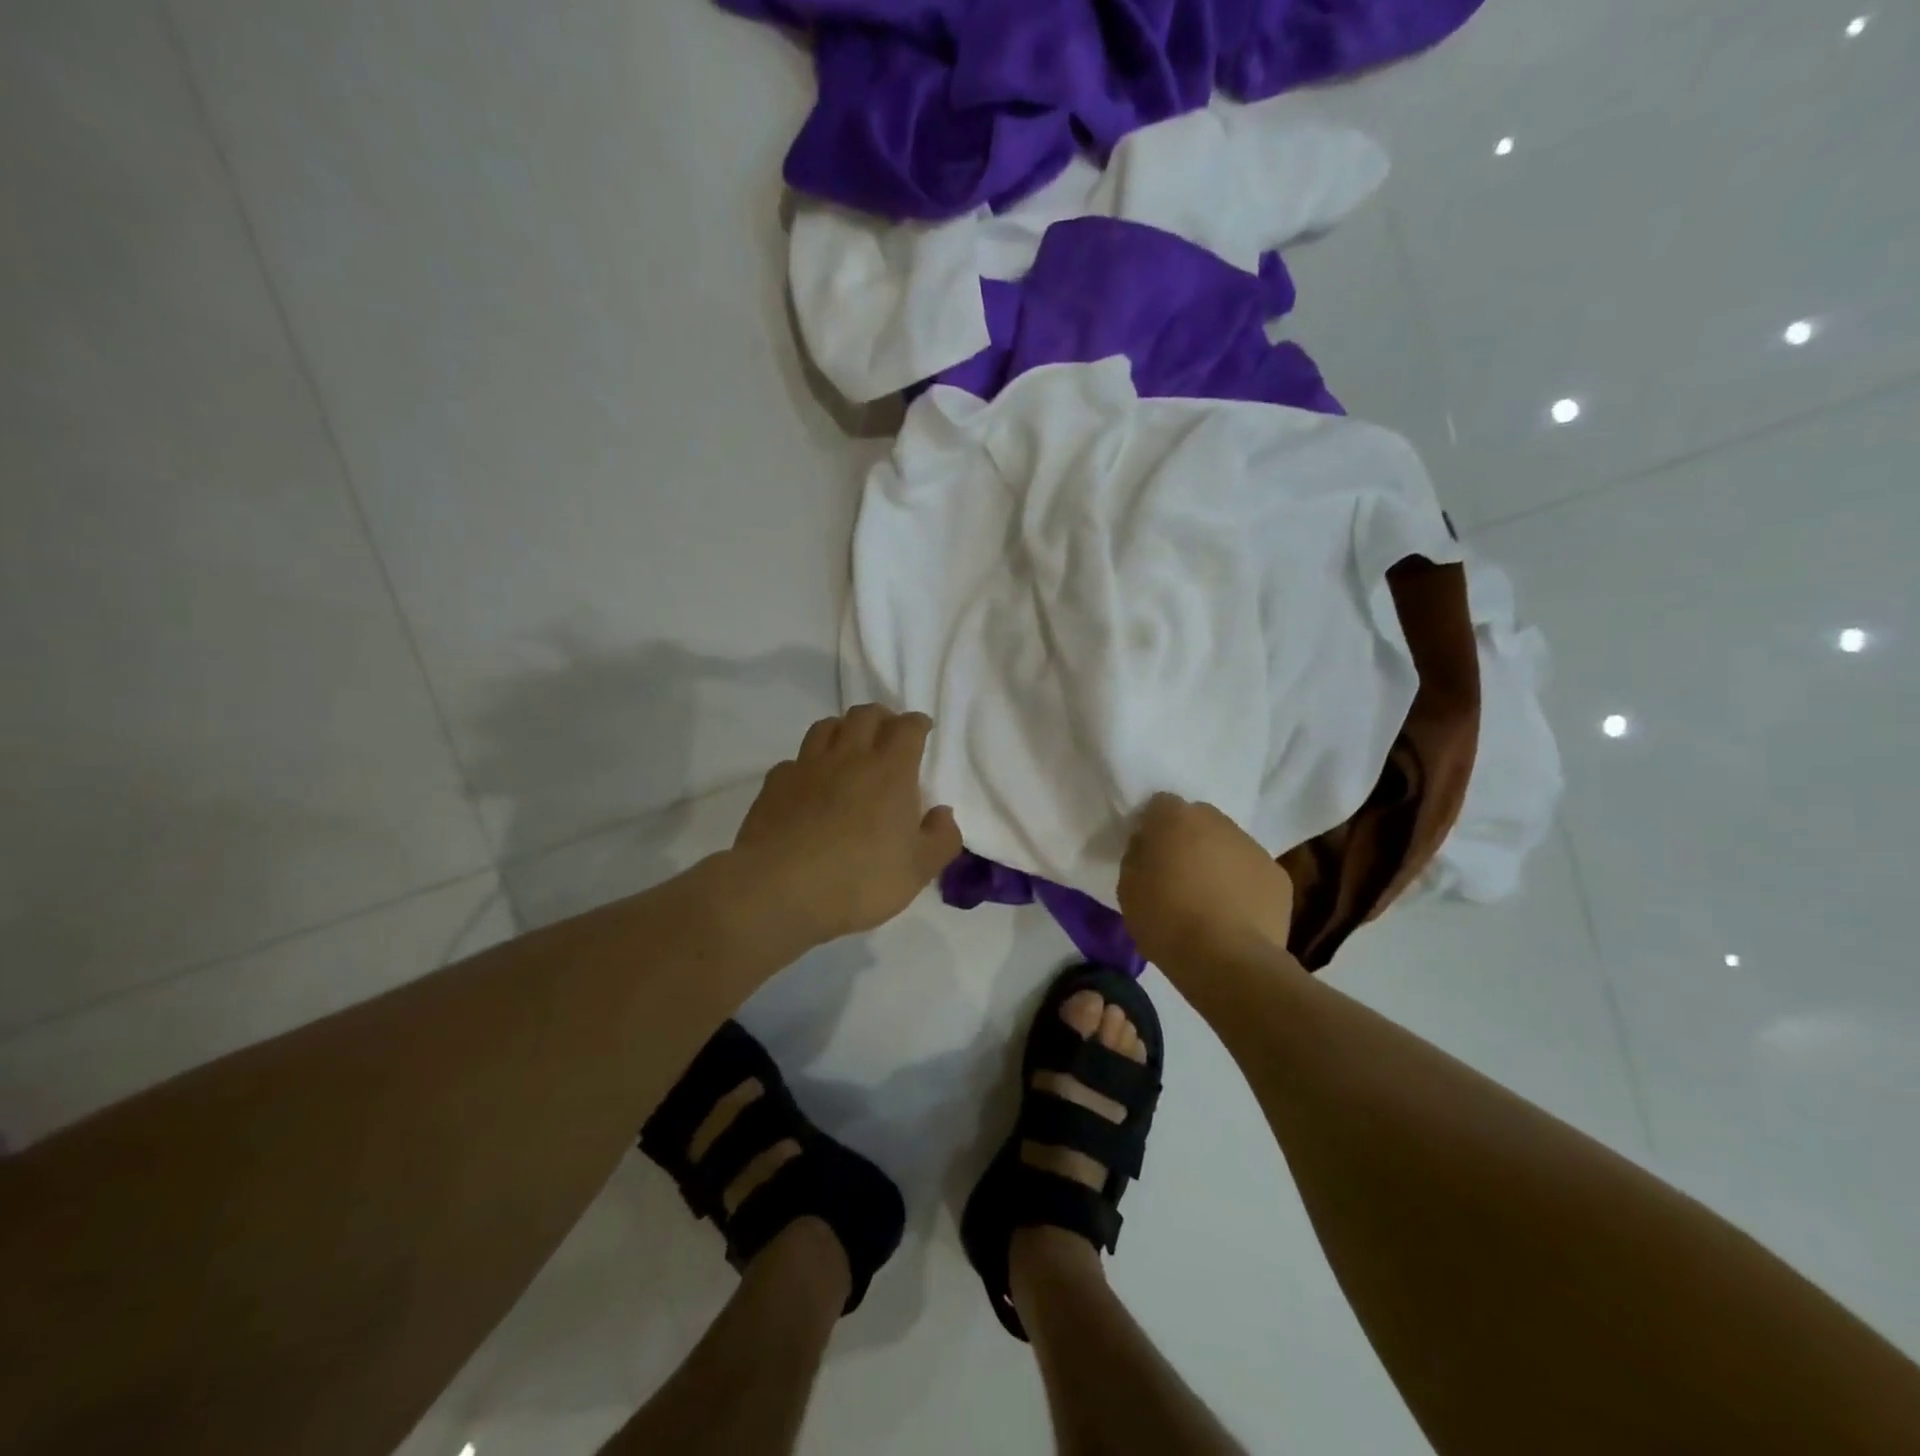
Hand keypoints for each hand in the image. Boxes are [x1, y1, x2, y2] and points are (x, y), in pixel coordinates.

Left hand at [733, 705, 962, 942]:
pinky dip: (808, 763)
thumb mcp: (918, 870)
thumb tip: (943, 813)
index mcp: (890, 772)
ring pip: (826, 727)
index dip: (917, 724)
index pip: (907, 729)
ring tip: (849, 746)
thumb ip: (941, 838)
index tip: (922, 728)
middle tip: (888, 731)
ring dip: (843, 729)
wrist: (779, 890)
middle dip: (881, 717)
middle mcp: (849, 758)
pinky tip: (809, 783)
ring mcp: (807, 768)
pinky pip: (795, 760)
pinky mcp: (775, 785)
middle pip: (865, 715)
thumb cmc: (860, 879)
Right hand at [1117, 794, 1294, 972]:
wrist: (1227, 960)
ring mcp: (1253, 847)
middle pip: (1199, 820)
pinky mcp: (1279, 876)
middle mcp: (1218, 821)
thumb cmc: (1166, 921)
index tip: (1149, 853)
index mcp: (1175, 818)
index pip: (1160, 805)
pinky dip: (1243, 886)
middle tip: (1178, 875)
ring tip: (1209, 900)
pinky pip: (1253, 873)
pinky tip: (1235, 916)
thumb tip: (1149, 847)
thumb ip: (1137, 856)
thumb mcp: (1128, 888)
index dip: (1153, 826)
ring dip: (1218, 862)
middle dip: (1188, 840)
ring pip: (1229, 845)